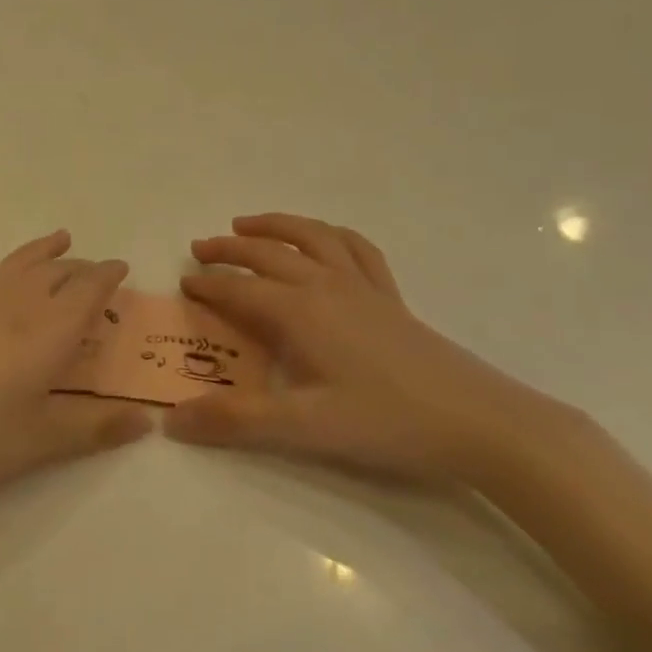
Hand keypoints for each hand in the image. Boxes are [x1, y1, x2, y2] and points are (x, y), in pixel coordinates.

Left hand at [0, 231, 150, 509]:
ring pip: (25, 264)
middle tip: (98, 272)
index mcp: (52, 330)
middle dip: (83, 268)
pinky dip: (18, 264)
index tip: (123, 269)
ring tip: (60, 241)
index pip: (89, 289)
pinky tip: (10, 283)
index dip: (108, 277)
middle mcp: (20, 305)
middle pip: (59, 272)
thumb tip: (147, 420)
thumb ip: (93, 427)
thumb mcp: (40, 439)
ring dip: (48, 253)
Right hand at [165, 214, 581, 487]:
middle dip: (229, 249)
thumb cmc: (387, 422)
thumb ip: (235, 420)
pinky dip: (330, 235)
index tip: (182, 283)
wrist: (479, 422)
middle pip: (268, 254)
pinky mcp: (391, 297)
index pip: (240, 290)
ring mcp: (363, 287)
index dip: (208, 286)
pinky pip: (356, 249)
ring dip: (275, 226)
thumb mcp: (304, 427)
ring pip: (311, 238)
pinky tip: (324, 239)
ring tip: (248, 224)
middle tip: (200, 248)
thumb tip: (172, 420)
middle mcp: (326, 286)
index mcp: (300, 312)